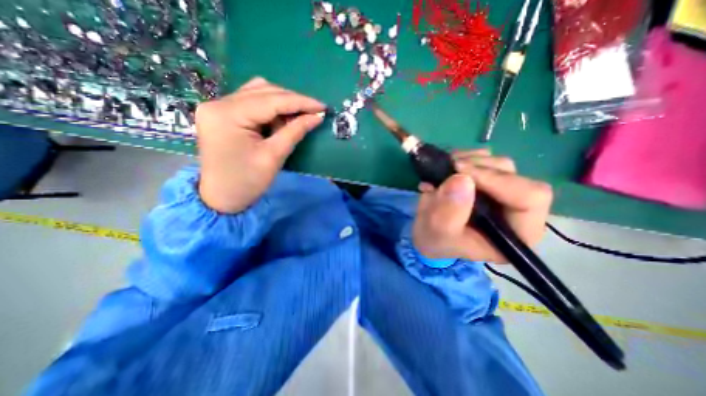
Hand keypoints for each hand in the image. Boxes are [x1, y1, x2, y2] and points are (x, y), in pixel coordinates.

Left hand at [193, 77, 325, 212]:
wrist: (220, 198)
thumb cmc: (247, 182)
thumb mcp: (274, 157)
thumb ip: (295, 131)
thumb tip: (317, 117)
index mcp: (228, 114)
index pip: (271, 100)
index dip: (301, 102)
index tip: (323, 107)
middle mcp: (218, 103)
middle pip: (264, 92)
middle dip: (293, 102)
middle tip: (314, 113)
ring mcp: (218, 106)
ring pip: (258, 93)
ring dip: (282, 103)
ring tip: (298, 118)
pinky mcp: (222, 114)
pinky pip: (251, 102)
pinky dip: (270, 108)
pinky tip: (280, 119)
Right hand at [412, 151, 554, 264]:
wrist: (428, 236)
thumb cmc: (437, 241)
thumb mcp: (439, 233)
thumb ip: (449, 212)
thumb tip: (461, 179)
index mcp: (516, 233)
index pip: (530, 198)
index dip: (496, 180)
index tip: (459, 172)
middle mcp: (516, 212)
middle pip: (514, 176)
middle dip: (479, 168)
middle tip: (449, 167)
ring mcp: (502, 194)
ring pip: (499, 165)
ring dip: (470, 161)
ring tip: (445, 168)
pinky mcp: (488, 182)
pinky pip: (485, 160)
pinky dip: (465, 158)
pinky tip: (448, 167)